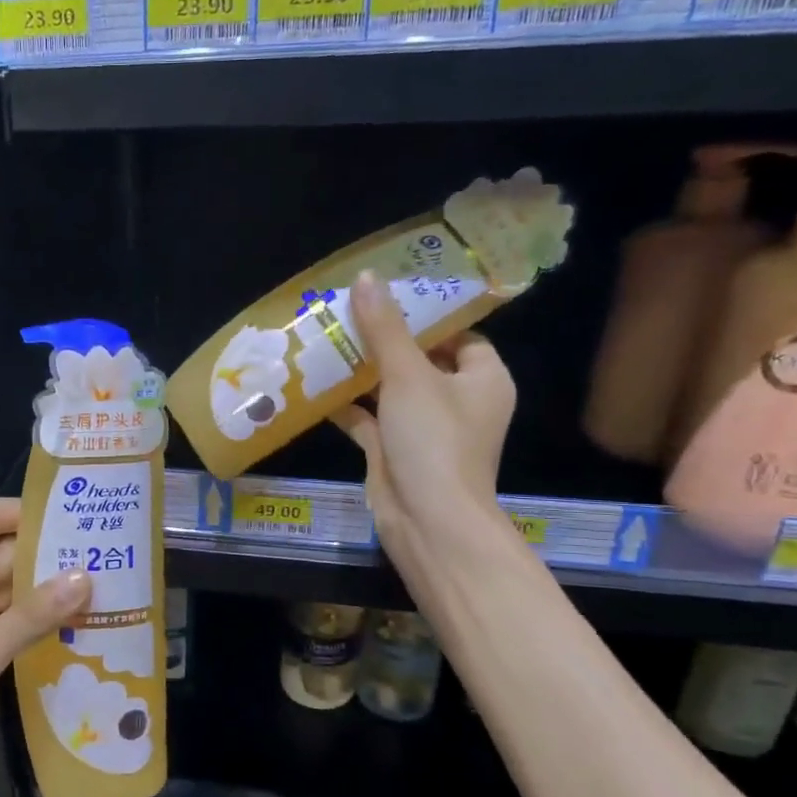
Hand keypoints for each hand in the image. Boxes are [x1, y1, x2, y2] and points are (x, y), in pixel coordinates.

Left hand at [0, 497, 89, 796]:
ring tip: (95, 590)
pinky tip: (69, 626)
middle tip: (100, 558)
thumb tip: (84, 576)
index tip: (73, 520)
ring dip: (42, 590)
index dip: (25, 512)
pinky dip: (30, 620)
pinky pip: (1, 619)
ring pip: (3, 588)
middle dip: (45, 555)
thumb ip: (33, 615)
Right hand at [332, 270, 518, 578]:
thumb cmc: (434, 440)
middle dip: (384, 339)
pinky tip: (314, 384)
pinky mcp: (394, 450)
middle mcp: (458, 401)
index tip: (388, 294)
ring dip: (361, 371)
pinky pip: (369, 418)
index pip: (459, 334)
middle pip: (419, 359)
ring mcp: (424, 428)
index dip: (426, 314)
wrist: (427, 519)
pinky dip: (346, 404)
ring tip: (325, 339)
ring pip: (390, 389)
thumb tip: (367, 277)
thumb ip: (385, 328)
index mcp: (482, 378)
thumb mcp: (409, 375)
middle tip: (346, 311)